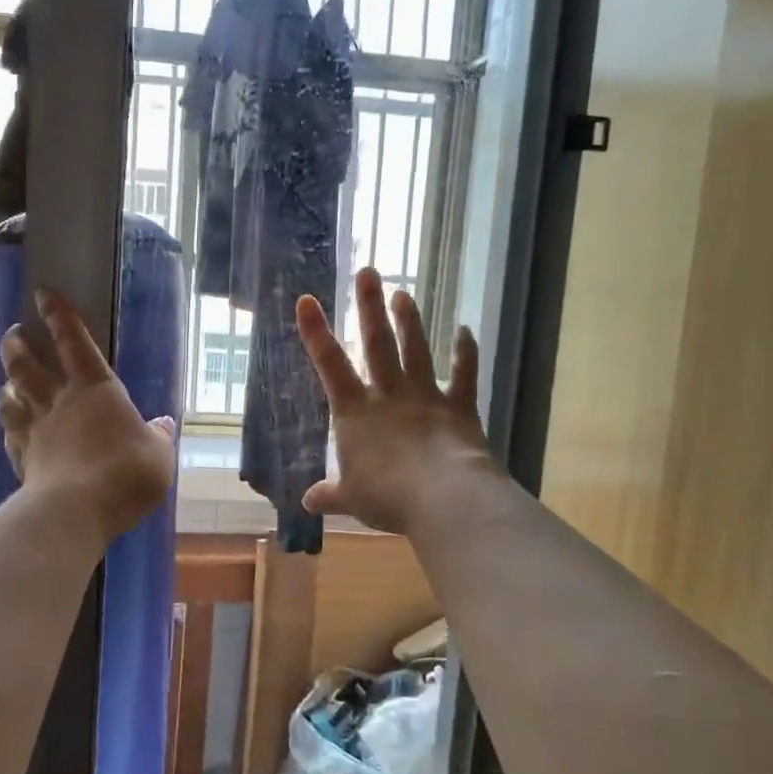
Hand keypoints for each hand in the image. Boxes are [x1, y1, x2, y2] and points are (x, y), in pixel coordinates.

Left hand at [0, 288, 176, 546]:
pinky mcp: (22, 458)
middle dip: (17, 344)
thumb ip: (158, 437)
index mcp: (95, 388)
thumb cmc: (126, 473)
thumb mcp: (159, 454)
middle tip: (14, 333)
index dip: (58, 315)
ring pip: (10, 396)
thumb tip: (163, 424)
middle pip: (27, 363)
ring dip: (6, 383)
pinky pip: (8, 434)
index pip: (73, 341)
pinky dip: (7, 426)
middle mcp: (59, 400)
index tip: (43, 294)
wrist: (77, 510)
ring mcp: (35, 429)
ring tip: (7, 380)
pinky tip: (8, 428)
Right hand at [298, 268, 495, 535]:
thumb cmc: (387, 497)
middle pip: (376, 343)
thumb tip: (307, 502)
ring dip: (409, 320)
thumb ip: (329, 494)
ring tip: (403, 292)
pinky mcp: (458, 407)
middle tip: (368, 271)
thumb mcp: (350, 499)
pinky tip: (465, 330)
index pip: (329, 364)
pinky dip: (465, 352)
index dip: (315, 331)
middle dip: (369, 306)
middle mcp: (388, 395)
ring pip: (415, 350)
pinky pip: (463, 374)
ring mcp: (425, 396)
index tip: (307, 298)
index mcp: (354, 412)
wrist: (443, 497)